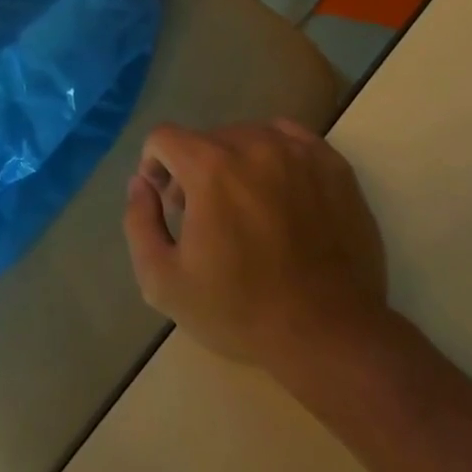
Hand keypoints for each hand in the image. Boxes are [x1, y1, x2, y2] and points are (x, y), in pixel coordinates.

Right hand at [123, 120, 388, 368]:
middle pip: (206, 138)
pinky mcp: (333, 166)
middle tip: (203, 216)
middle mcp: (253, 145)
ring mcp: (299, 152)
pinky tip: (278, 193)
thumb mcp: (163, 280)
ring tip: (245, 206)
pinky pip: (290, 139)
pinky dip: (274, 156)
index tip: (165, 202)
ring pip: (248, 136)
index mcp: (209, 168)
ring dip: (234, 162)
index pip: (164, 137)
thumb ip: (138, 221)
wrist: (329, 334)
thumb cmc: (241, 310)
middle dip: (193, 170)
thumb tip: (141, 183)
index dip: (155, 166)